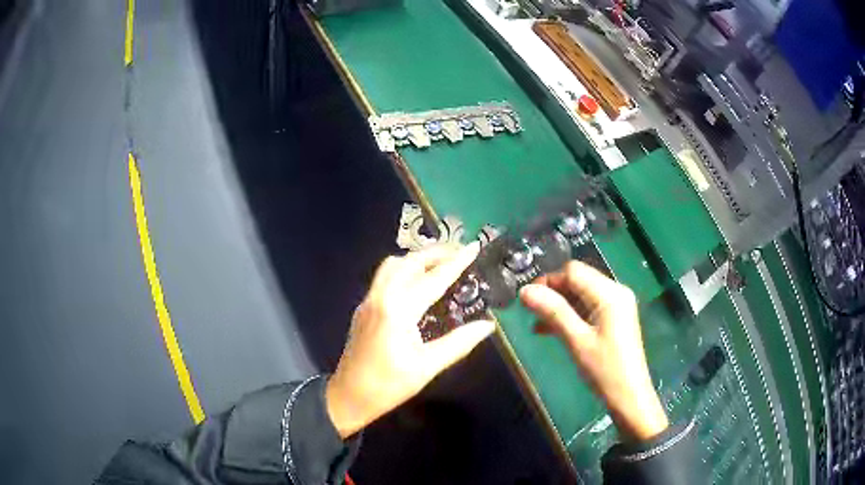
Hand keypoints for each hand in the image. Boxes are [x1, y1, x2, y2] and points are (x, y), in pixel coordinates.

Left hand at [326, 243, 495, 438]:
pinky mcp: (363, 308)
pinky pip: (384, 277)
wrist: (349, 396)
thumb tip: (487, 325)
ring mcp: (368, 301)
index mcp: (398, 310)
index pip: (433, 278)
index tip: (474, 247)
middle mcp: (380, 297)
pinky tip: (417, 282)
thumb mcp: (427, 367)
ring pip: (392, 265)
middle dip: (436, 252)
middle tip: (460, 252)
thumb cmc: (388, 386)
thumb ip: (458, 343)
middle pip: (409, 262)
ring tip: (440, 264)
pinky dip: (403, 269)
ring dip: (417, 258)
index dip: (456, 262)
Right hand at [519, 261, 667, 441]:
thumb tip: (524, 291)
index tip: (527, 299)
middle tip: (530, 312)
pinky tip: (552, 330)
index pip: (573, 271)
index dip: (548, 281)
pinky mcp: (614, 319)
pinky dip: (570, 315)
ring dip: (559, 306)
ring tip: (537, 324)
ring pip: (581, 294)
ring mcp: (616, 305)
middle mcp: (615, 292)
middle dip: (553, 293)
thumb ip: (553, 312)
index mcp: (610, 293)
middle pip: (578, 280)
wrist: (629, 396)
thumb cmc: (604, 369)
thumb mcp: (577, 340)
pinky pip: (588, 308)